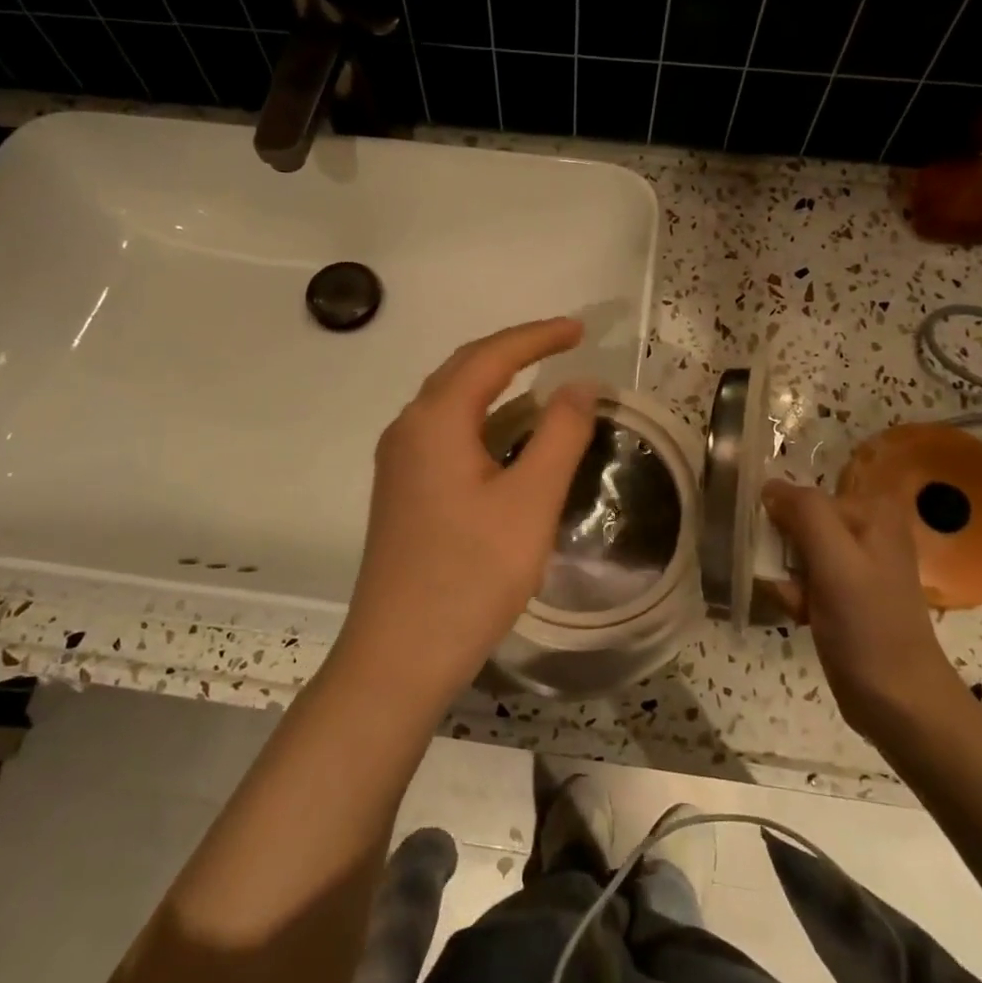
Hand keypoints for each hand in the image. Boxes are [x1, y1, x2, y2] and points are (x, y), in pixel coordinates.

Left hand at [332, 319, 599, 711]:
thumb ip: (560, 434)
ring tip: (546, 387)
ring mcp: (400, 462)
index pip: (490, 356)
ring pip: (453, 405)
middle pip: (464, 371)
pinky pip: (447, 436)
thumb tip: (581, 384)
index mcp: (435, 420)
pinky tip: (512, 442)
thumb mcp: (530, 501)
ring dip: (499, 389)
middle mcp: (408, 429)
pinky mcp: (403, 491)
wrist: (400, 654)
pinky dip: (484, 424)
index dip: (537, 337)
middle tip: (564, 345)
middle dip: (515, 352)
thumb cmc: (470, 575)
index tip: (580, 329)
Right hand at [761, 477, 964, 736]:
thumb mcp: (836, 561)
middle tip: (797, 586)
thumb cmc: (868, 626)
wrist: (898, 701)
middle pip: (797, 522)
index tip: (783, 554)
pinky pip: (800, 577)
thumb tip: (769, 484)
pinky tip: (804, 617)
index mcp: (872, 511)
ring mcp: (854, 561)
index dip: (784, 522)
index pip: (804, 495)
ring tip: (802, 607)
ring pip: (793, 552)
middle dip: (784, 555)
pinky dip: (795, 596)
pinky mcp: (843, 590)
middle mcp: (865, 528)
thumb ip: (805, 513)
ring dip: (786, 579)